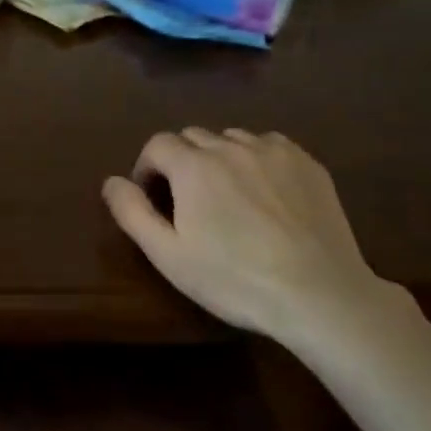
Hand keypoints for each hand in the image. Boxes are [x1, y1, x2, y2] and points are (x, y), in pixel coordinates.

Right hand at [102, 129, 390, 336]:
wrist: (319, 294)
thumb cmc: (235, 279)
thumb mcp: (169, 256)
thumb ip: (133, 213)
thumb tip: (111, 181)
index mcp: (193, 166)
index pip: (157, 144)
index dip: (147, 167)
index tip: (152, 198)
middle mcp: (231, 146)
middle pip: (193, 136)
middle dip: (181, 161)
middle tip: (189, 202)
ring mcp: (273, 150)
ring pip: (231, 138)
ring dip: (219, 157)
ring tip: (228, 195)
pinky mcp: (307, 162)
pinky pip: (269, 145)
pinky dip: (257, 159)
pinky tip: (266, 192)